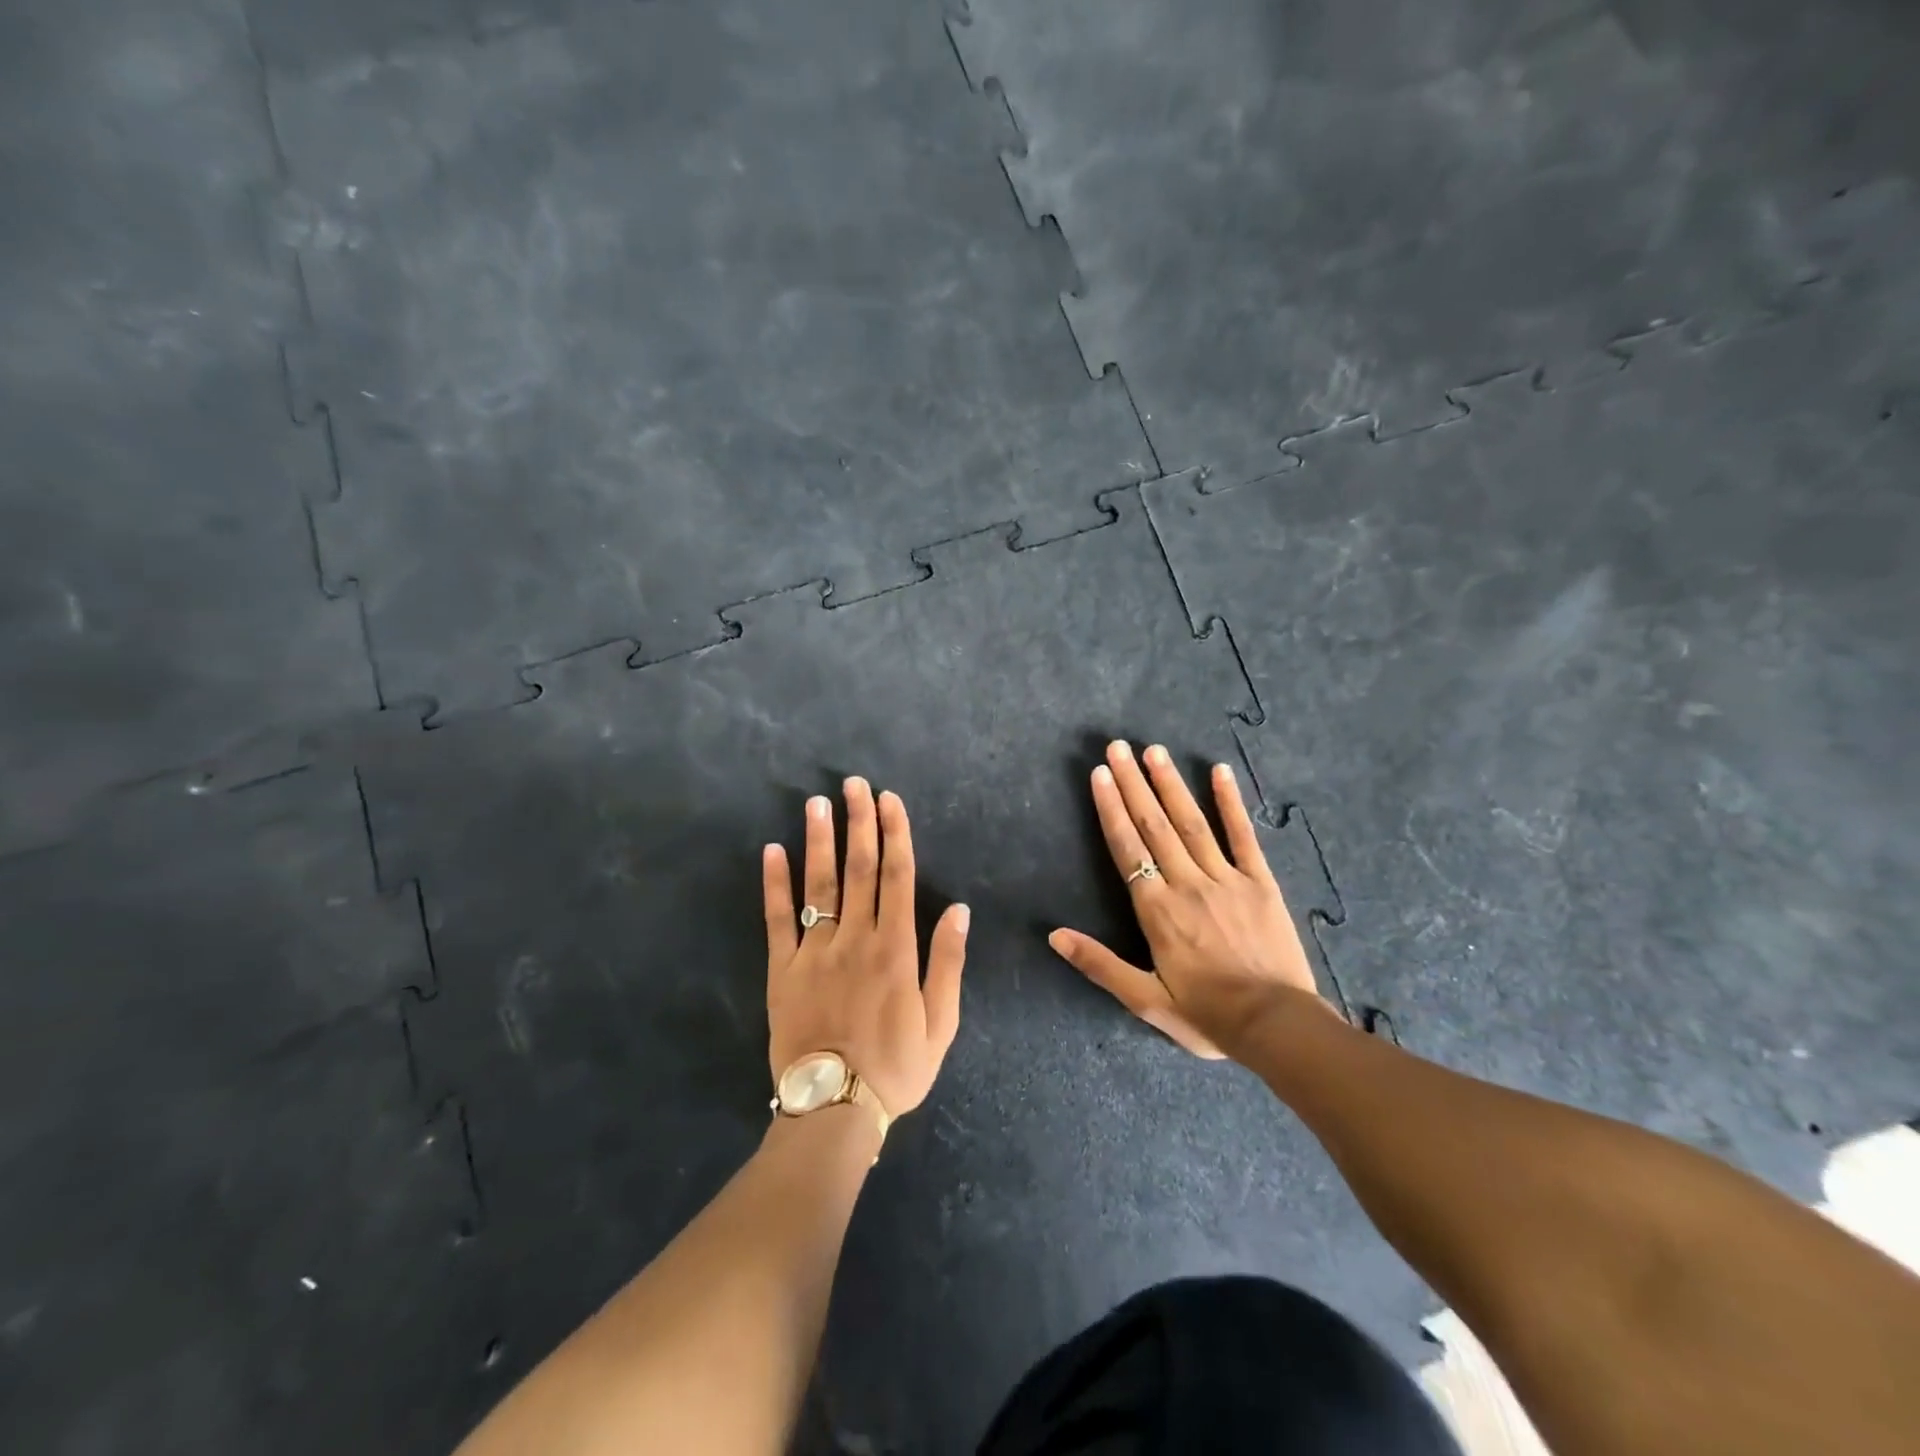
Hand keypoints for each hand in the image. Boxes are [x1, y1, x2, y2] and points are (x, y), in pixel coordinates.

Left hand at [764, 776, 968, 1117]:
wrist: (833, 1109)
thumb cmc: (896, 1067)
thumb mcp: (941, 1023)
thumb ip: (948, 963)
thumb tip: (960, 909)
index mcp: (896, 949)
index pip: (897, 876)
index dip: (895, 834)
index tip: (890, 800)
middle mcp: (856, 939)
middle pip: (858, 869)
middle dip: (859, 822)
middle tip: (855, 783)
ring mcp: (815, 952)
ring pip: (818, 884)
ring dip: (819, 839)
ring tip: (817, 802)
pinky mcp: (781, 969)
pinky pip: (776, 919)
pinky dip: (774, 883)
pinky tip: (772, 850)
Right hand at [1049, 740, 1329, 1058]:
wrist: (1277, 1026)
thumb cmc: (1207, 1014)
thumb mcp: (1145, 1000)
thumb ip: (1100, 964)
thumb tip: (1054, 935)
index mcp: (1156, 910)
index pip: (1127, 848)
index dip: (1111, 808)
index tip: (1101, 773)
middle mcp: (1187, 884)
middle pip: (1154, 825)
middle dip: (1134, 784)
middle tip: (1118, 746)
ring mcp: (1226, 879)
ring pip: (1192, 823)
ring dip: (1171, 784)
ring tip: (1154, 751)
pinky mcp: (1260, 883)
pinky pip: (1243, 836)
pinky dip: (1231, 803)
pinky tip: (1220, 772)